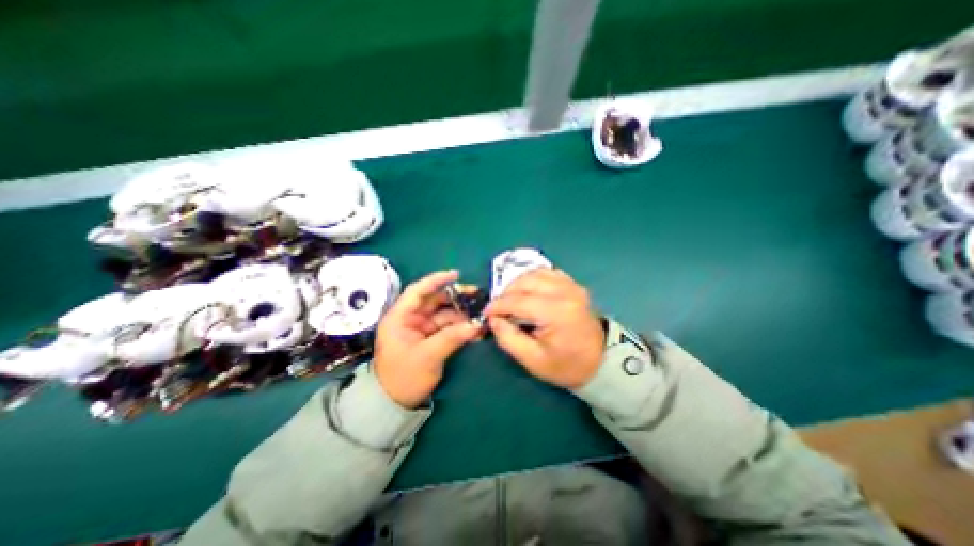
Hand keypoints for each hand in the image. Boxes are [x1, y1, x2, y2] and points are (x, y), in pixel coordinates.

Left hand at [374, 270, 482, 407]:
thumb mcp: (427, 356)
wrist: (395, 404)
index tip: (456, 275)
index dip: (436, 280)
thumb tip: (476, 325)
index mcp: (400, 317)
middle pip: (434, 300)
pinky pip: (448, 326)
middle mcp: (410, 318)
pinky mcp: (430, 337)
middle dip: (455, 297)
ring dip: (461, 313)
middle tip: (476, 295)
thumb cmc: (403, 378)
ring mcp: (421, 328)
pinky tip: (475, 328)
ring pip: (444, 313)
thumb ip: (452, 337)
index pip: (417, 291)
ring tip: (480, 314)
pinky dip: (460, 326)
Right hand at [483, 269, 606, 388]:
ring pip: (535, 273)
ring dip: (517, 284)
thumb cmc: (566, 365)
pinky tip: (527, 292)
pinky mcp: (573, 284)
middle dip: (506, 292)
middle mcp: (565, 292)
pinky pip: (547, 272)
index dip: (498, 305)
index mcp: (557, 313)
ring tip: (510, 299)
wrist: (600, 360)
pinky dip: (532, 279)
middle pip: (526, 281)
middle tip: (498, 308)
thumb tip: (494, 318)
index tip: (486, 313)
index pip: (519, 301)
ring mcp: (571, 285)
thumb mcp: (532, 360)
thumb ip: (508, 338)